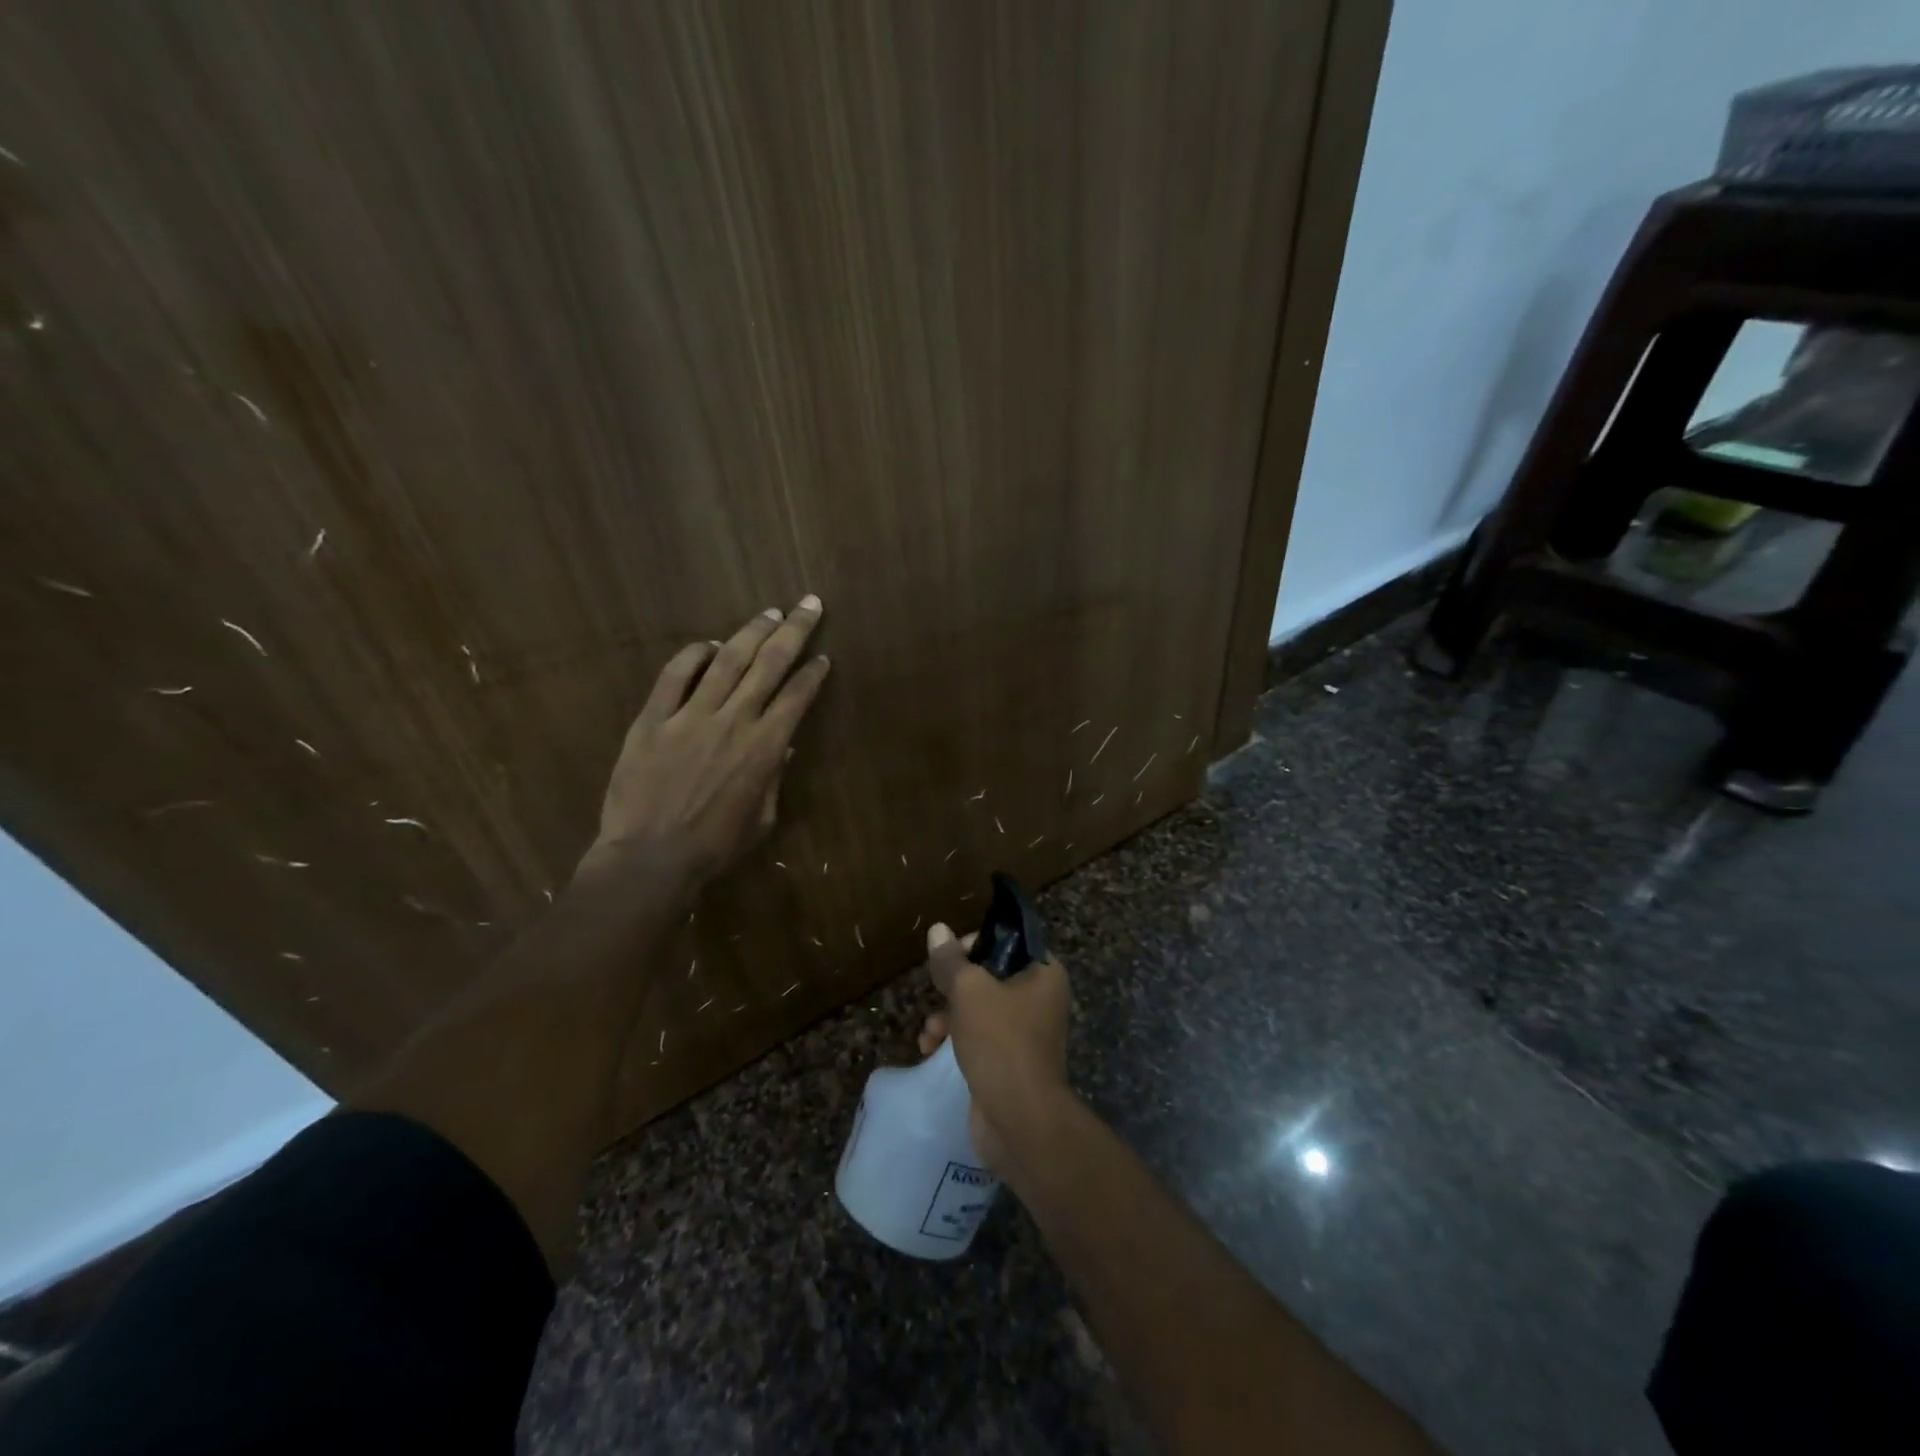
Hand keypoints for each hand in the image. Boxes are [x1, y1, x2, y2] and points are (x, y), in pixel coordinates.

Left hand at [579, 596, 829, 886]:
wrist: (650, 859)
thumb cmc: (714, 847)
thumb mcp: (761, 820)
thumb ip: (774, 779)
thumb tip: (783, 746)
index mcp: (765, 748)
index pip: (797, 697)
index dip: (813, 673)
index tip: (823, 658)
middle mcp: (733, 721)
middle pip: (769, 664)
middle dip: (794, 631)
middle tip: (808, 604)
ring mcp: (690, 717)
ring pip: (727, 661)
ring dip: (751, 633)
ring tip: (769, 613)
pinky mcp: (653, 720)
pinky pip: (674, 676)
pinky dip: (693, 655)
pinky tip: (708, 644)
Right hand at [917, 922, 1071, 1171]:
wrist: (1020, 1120)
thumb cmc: (1000, 1042)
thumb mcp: (969, 991)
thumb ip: (951, 960)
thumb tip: (938, 930)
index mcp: (1044, 973)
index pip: (1008, 941)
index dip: (975, 943)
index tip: (949, 956)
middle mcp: (1040, 998)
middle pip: (990, 975)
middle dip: (955, 986)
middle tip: (935, 992)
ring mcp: (1026, 1032)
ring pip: (979, 1008)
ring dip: (948, 1015)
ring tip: (929, 1031)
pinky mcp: (1010, 1060)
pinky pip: (979, 1037)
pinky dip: (955, 1038)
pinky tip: (930, 1049)